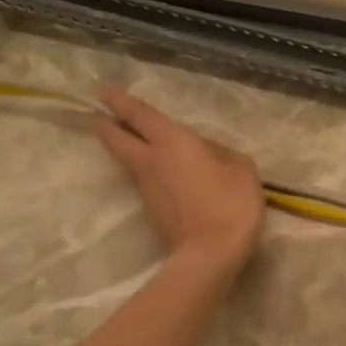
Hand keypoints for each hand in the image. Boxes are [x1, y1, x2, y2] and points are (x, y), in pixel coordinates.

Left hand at [94, 87, 265, 266]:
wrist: (209, 254)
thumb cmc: (230, 204)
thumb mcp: (242, 169)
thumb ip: (222, 153)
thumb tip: (206, 152)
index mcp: (173, 142)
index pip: (140, 115)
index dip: (120, 101)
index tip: (103, 90)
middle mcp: (151, 160)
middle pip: (116, 138)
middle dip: (108, 125)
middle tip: (103, 117)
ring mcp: (146, 187)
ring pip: (127, 160)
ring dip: (125, 148)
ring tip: (132, 142)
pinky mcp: (150, 210)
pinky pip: (144, 181)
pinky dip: (146, 172)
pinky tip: (162, 174)